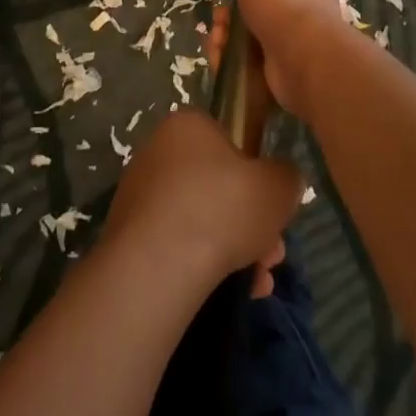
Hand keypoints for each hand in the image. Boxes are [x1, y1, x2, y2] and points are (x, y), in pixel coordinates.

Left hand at [104, 111, 302, 295]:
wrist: (159, 264)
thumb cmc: (222, 207)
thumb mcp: (278, 187)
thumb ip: (286, 177)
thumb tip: (282, 180)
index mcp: (188, 126)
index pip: (229, 141)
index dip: (257, 177)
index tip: (274, 210)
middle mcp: (158, 151)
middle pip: (218, 187)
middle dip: (251, 224)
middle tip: (273, 255)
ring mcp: (139, 194)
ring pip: (201, 220)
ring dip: (235, 250)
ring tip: (258, 283)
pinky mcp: (129, 234)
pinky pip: (178, 244)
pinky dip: (205, 264)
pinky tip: (233, 290)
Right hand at [218, 0, 348, 119]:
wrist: (304, 59)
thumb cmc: (283, 3)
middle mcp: (307, 11)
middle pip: (256, 10)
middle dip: (228, 17)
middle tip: (219, 22)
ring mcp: (297, 43)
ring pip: (250, 38)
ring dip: (226, 41)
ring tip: (218, 46)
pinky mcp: (285, 70)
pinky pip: (252, 64)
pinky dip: (233, 63)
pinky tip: (222, 63)